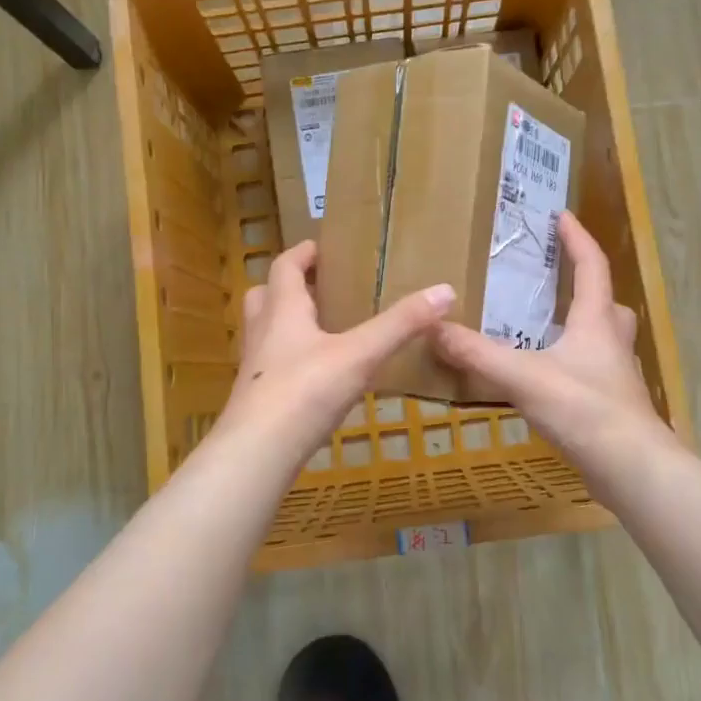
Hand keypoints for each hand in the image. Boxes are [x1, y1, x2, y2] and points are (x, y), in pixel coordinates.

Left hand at [217, 241, 456, 468]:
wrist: (258, 452)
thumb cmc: (305, 391)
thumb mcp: (360, 354)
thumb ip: (400, 325)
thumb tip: (445, 290)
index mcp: (283, 310)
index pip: (286, 266)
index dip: (302, 253)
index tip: (322, 247)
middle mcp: (263, 332)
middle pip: (265, 295)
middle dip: (289, 287)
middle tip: (320, 288)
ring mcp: (255, 367)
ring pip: (265, 332)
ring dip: (287, 323)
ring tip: (323, 329)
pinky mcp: (257, 399)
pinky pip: (272, 366)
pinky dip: (292, 360)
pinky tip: (318, 377)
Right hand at [432, 212, 674, 492]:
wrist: (632, 468)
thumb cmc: (584, 409)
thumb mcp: (523, 377)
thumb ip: (477, 354)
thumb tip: (433, 329)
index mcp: (596, 322)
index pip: (592, 267)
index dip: (578, 239)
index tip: (562, 216)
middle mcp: (613, 343)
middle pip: (608, 303)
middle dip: (588, 286)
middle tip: (560, 282)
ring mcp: (618, 376)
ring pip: (606, 339)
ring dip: (584, 327)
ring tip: (549, 330)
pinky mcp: (614, 406)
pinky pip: (595, 370)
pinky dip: (576, 364)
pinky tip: (551, 380)